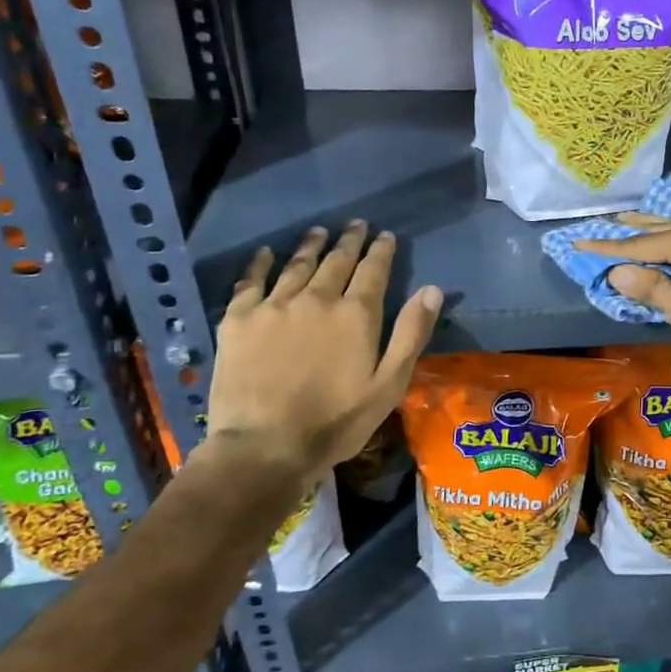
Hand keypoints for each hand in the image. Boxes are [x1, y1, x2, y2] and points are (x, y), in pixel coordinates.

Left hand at [201, 222, 441, 481]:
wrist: (265, 446)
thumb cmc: (336, 421)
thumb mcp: (389, 384)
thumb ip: (411, 334)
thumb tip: (432, 289)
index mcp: (356, 314)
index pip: (373, 270)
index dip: (381, 250)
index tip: (385, 235)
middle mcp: (317, 298)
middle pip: (336, 260)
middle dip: (349, 240)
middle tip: (355, 225)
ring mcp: (274, 306)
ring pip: (297, 265)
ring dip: (311, 245)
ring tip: (318, 232)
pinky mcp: (239, 319)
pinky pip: (250, 281)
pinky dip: (260, 263)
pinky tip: (266, 253)